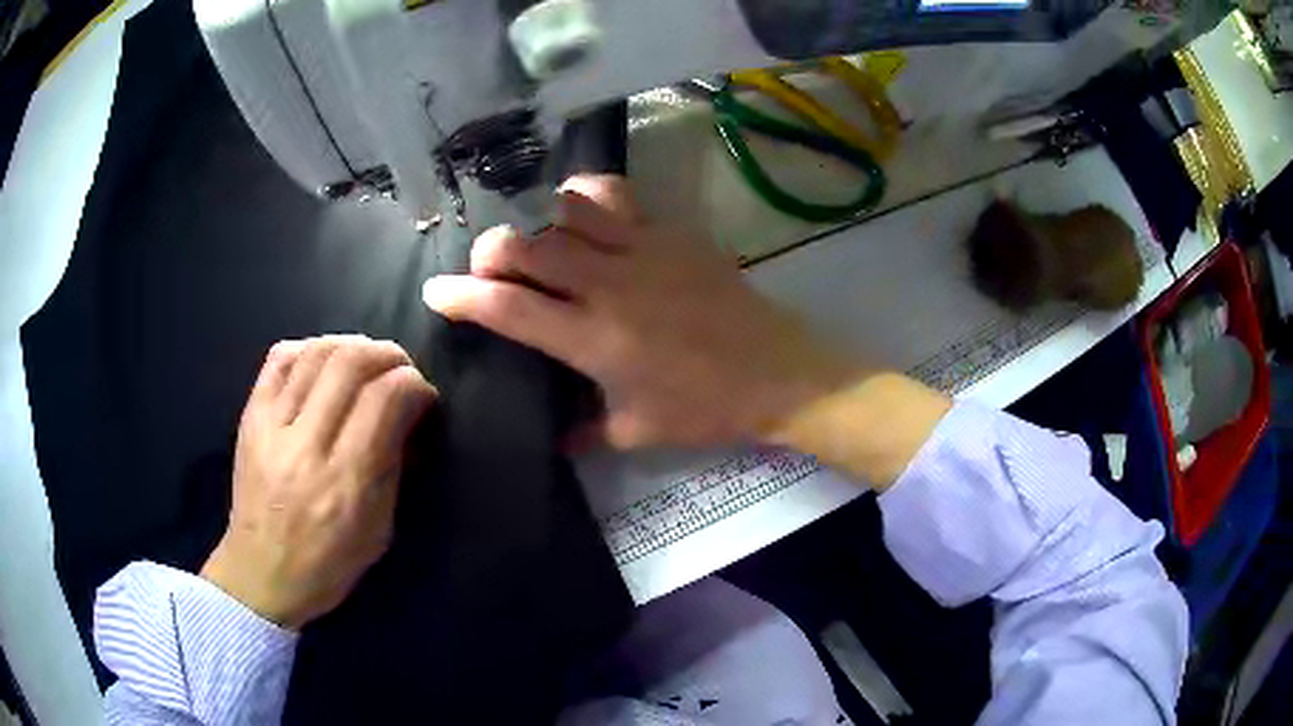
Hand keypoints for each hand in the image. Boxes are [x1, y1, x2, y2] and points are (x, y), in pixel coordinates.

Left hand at [201, 336, 435, 628]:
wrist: (261, 573)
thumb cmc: (328, 564)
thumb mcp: (378, 530)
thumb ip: (392, 466)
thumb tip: (407, 414)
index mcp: (345, 482)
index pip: (384, 400)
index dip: (413, 383)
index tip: (424, 392)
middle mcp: (306, 445)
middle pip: (349, 363)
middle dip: (387, 353)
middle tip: (401, 367)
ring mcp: (271, 427)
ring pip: (315, 352)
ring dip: (351, 344)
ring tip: (366, 358)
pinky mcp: (249, 417)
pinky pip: (278, 359)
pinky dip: (309, 347)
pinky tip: (323, 360)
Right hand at [421, 176, 855, 448]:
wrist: (778, 372)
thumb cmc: (706, 407)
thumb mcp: (637, 431)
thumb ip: (585, 432)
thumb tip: (554, 435)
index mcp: (593, 340)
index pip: (510, 309)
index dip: (464, 298)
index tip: (436, 291)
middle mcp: (608, 286)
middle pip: (527, 245)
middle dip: (491, 250)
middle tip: (487, 264)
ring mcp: (641, 249)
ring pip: (566, 209)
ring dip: (537, 220)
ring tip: (536, 237)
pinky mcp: (670, 231)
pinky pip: (616, 196)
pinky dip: (585, 196)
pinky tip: (581, 210)